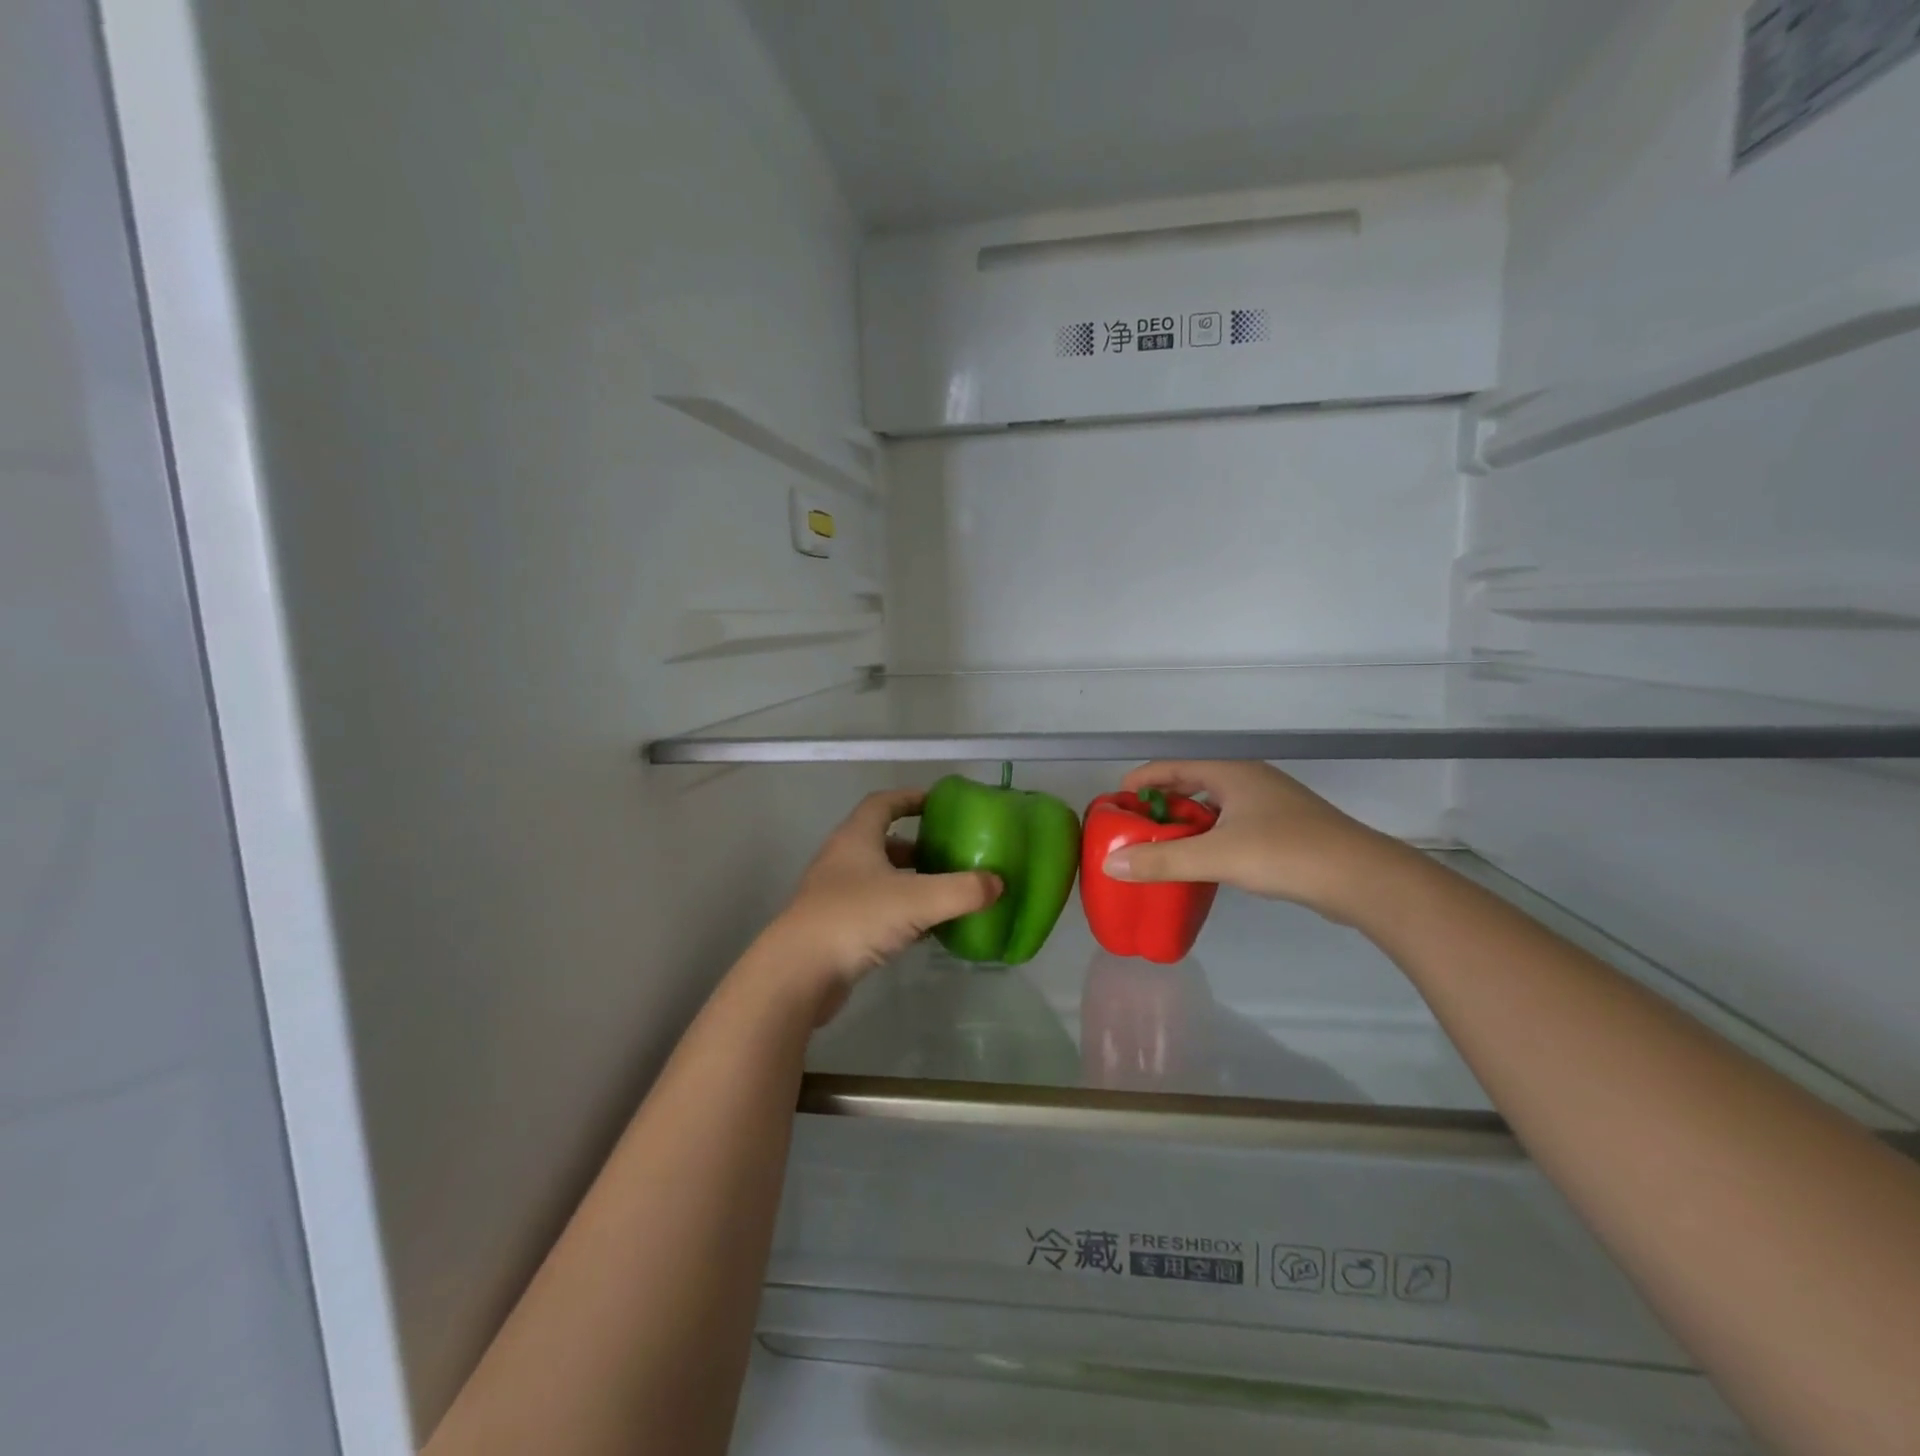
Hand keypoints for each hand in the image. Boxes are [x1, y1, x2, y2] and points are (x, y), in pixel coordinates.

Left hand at [757, 789, 1001, 1018]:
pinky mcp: (835, 928)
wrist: (798, 974)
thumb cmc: (854, 919)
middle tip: (951, 854)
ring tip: (945, 892)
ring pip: (879, 879)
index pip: (883, 804)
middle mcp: (842, 860)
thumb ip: (962, 890)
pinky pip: (875, 910)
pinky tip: (925, 930)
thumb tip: (998, 883)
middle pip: (883, 842)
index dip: (910, 798)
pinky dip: (900, 913)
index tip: (939, 803)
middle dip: (917, 846)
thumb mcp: (917, 900)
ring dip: (910, 882)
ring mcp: (835, 895)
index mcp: (856, 839)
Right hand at [1100, 762, 1404, 922]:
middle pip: (1191, 785)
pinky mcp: (1286, 831)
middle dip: (1160, 806)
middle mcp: (1250, 781)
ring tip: (1161, 849)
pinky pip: (1233, 827)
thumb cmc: (1285, 854)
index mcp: (1231, 773)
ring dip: (1186, 825)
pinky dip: (1210, 838)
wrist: (1363, 879)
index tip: (1114, 805)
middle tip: (1134, 831)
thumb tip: (1109, 864)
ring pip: (1214, 808)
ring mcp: (1271, 805)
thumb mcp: (1216, 856)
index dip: (1140, 782)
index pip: (1171, 766)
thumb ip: (1161, 860)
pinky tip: (1204, 863)